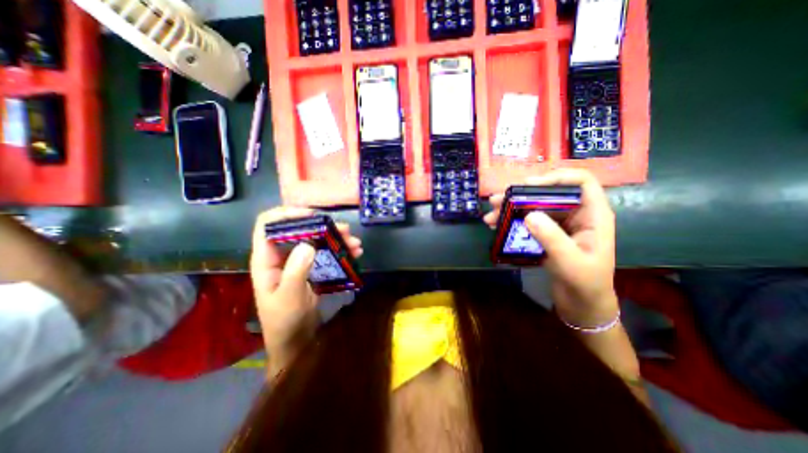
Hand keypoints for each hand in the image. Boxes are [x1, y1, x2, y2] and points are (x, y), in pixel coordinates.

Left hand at [249, 208, 362, 362]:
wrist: (295, 340)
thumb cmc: (285, 321)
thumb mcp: (289, 297)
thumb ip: (296, 270)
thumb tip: (308, 243)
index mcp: (266, 259)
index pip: (268, 225)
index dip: (287, 214)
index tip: (313, 216)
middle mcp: (281, 255)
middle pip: (299, 230)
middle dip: (323, 227)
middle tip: (346, 230)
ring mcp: (297, 261)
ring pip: (315, 240)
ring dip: (336, 239)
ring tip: (355, 244)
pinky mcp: (311, 268)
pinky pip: (325, 252)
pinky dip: (339, 250)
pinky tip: (354, 253)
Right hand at [485, 167, 620, 326]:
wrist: (582, 304)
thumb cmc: (585, 284)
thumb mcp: (570, 262)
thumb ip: (552, 238)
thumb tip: (529, 215)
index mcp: (593, 215)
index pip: (580, 182)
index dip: (555, 177)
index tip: (527, 186)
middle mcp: (576, 214)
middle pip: (548, 192)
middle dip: (520, 194)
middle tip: (496, 200)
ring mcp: (560, 224)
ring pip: (534, 206)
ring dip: (511, 208)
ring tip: (490, 215)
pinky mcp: (547, 234)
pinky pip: (528, 220)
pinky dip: (511, 220)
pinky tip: (496, 225)